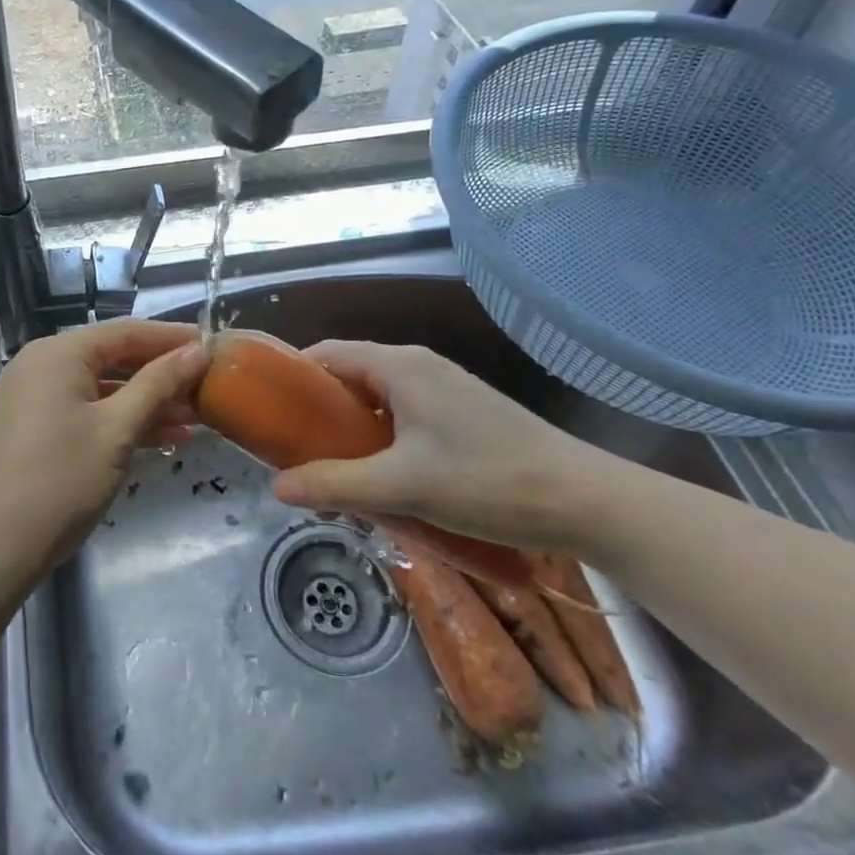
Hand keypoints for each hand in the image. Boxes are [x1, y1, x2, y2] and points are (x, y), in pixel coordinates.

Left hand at [0, 319, 207, 586]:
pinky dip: (119, 422)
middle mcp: (42, 365)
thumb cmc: (59, 481)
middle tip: (208, 387)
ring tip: (194, 420)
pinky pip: (85, 411)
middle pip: (113, 358)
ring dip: (145, 402)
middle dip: (161, 375)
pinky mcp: (33, 429)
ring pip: (101, 389)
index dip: (172, 338)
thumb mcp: (117, 430)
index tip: (214, 347)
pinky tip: (159, 440)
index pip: (126, 332)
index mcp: (58, 353)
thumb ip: (158, 385)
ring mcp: (33, 398)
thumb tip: (198, 350)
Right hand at [269, 340, 634, 553]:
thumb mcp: (402, 486)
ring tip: (334, 472)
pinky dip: (381, 439)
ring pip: (378, 400)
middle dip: (319, 413)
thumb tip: (276, 487)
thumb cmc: (487, 481)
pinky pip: (404, 415)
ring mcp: (445, 388)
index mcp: (399, 366)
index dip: (292, 378)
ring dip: (351, 432)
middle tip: (297, 454)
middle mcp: (418, 366)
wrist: (587, 501)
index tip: (268, 413)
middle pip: (350, 377)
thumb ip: (336, 484)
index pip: (327, 354)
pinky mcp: (464, 414)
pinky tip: (383, 479)